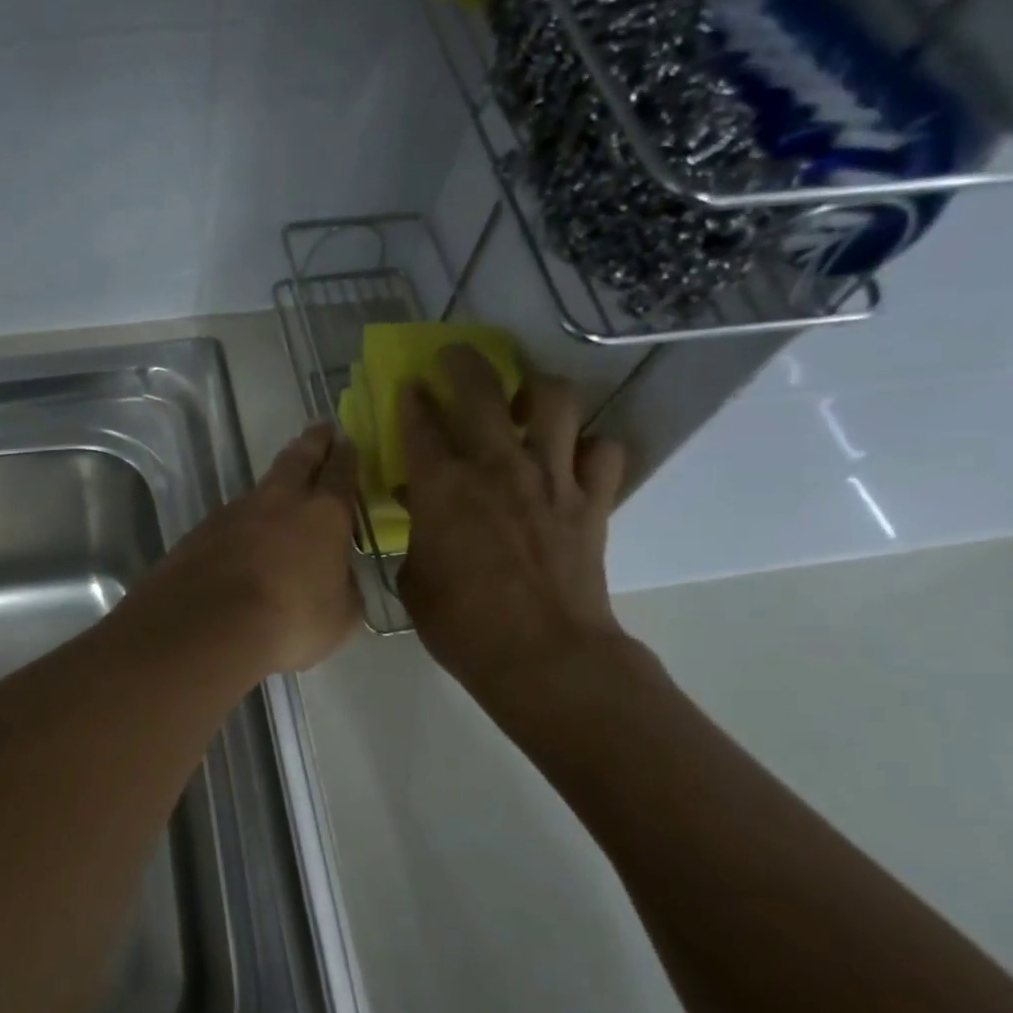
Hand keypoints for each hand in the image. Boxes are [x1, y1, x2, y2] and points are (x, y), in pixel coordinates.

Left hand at [134, 423, 360, 675]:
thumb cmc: (289, 622)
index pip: (340, 475)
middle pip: (298, 460)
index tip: (347, 440)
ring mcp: (234, 512)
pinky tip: (243, 534)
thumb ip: (344, 590)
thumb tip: (338, 580)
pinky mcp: (200, 532)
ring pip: (262, 487)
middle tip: (319, 429)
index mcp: (323, 515)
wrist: (206, 627)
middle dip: (312, 444)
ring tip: (283, 483)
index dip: (346, 457)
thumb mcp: (339, 618)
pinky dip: (244, 520)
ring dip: (275, 482)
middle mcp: (279, 502)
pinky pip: (231, 517)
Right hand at [396, 348, 634, 717]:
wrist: (542, 655)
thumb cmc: (461, 624)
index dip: (412, 400)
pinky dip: (590, 448)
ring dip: (537, 389)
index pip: (421, 424)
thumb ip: (417, 535)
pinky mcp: (591, 501)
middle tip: (455, 357)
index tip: (409, 387)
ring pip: (555, 403)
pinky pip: (603, 452)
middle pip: (483, 390)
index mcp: (443, 486)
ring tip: (527, 397)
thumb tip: (421, 507)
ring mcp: (551, 479)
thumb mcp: (414, 579)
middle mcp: (497, 467)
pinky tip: (575, 459)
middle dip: (464, 363)